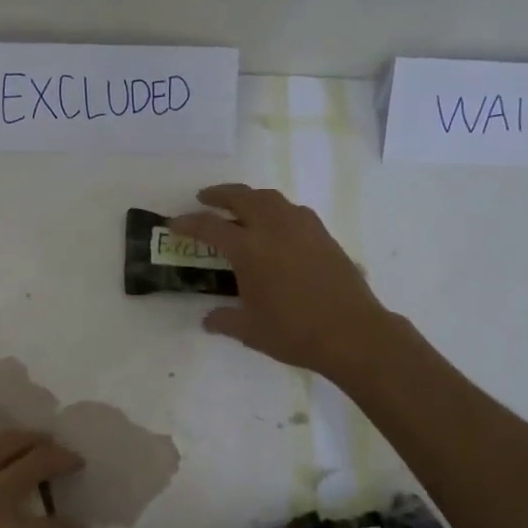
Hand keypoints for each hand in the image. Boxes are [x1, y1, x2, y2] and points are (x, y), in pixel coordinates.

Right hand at [169, 184, 397, 383]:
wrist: (352, 333)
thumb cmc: (295, 332)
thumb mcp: (250, 330)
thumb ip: (224, 320)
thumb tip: (208, 319)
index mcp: (249, 249)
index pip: (210, 227)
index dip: (188, 223)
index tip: (174, 224)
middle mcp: (273, 228)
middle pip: (241, 197)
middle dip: (219, 194)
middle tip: (204, 198)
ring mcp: (302, 227)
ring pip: (270, 198)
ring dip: (250, 196)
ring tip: (240, 206)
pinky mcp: (323, 234)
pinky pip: (293, 210)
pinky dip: (276, 209)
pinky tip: (276, 224)